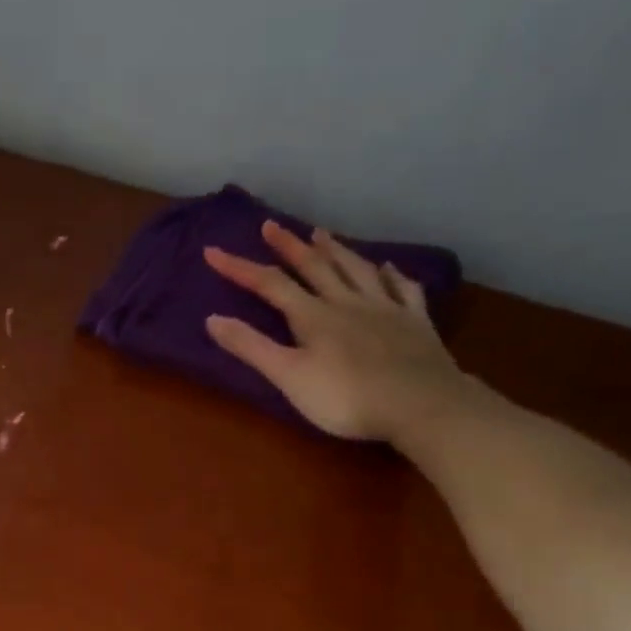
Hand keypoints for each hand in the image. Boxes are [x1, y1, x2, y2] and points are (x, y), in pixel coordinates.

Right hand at [204, 220, 466, 442]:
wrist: (419, 404)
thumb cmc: (345, 398)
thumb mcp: (288, 377)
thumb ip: (251, 348)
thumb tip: (212, 319)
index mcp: (313, 316)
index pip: (270, 285)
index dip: (240, 268)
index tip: (213, 251)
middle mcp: (347, 302)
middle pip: (314, 267)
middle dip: (289, 247)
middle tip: (272, 226)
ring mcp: (385, 308)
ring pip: (356, 270)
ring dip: (336, 251)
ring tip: (321, 234)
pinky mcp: (415, 322)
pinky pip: (402, 289)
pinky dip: (391, 275)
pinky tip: (387, 267)